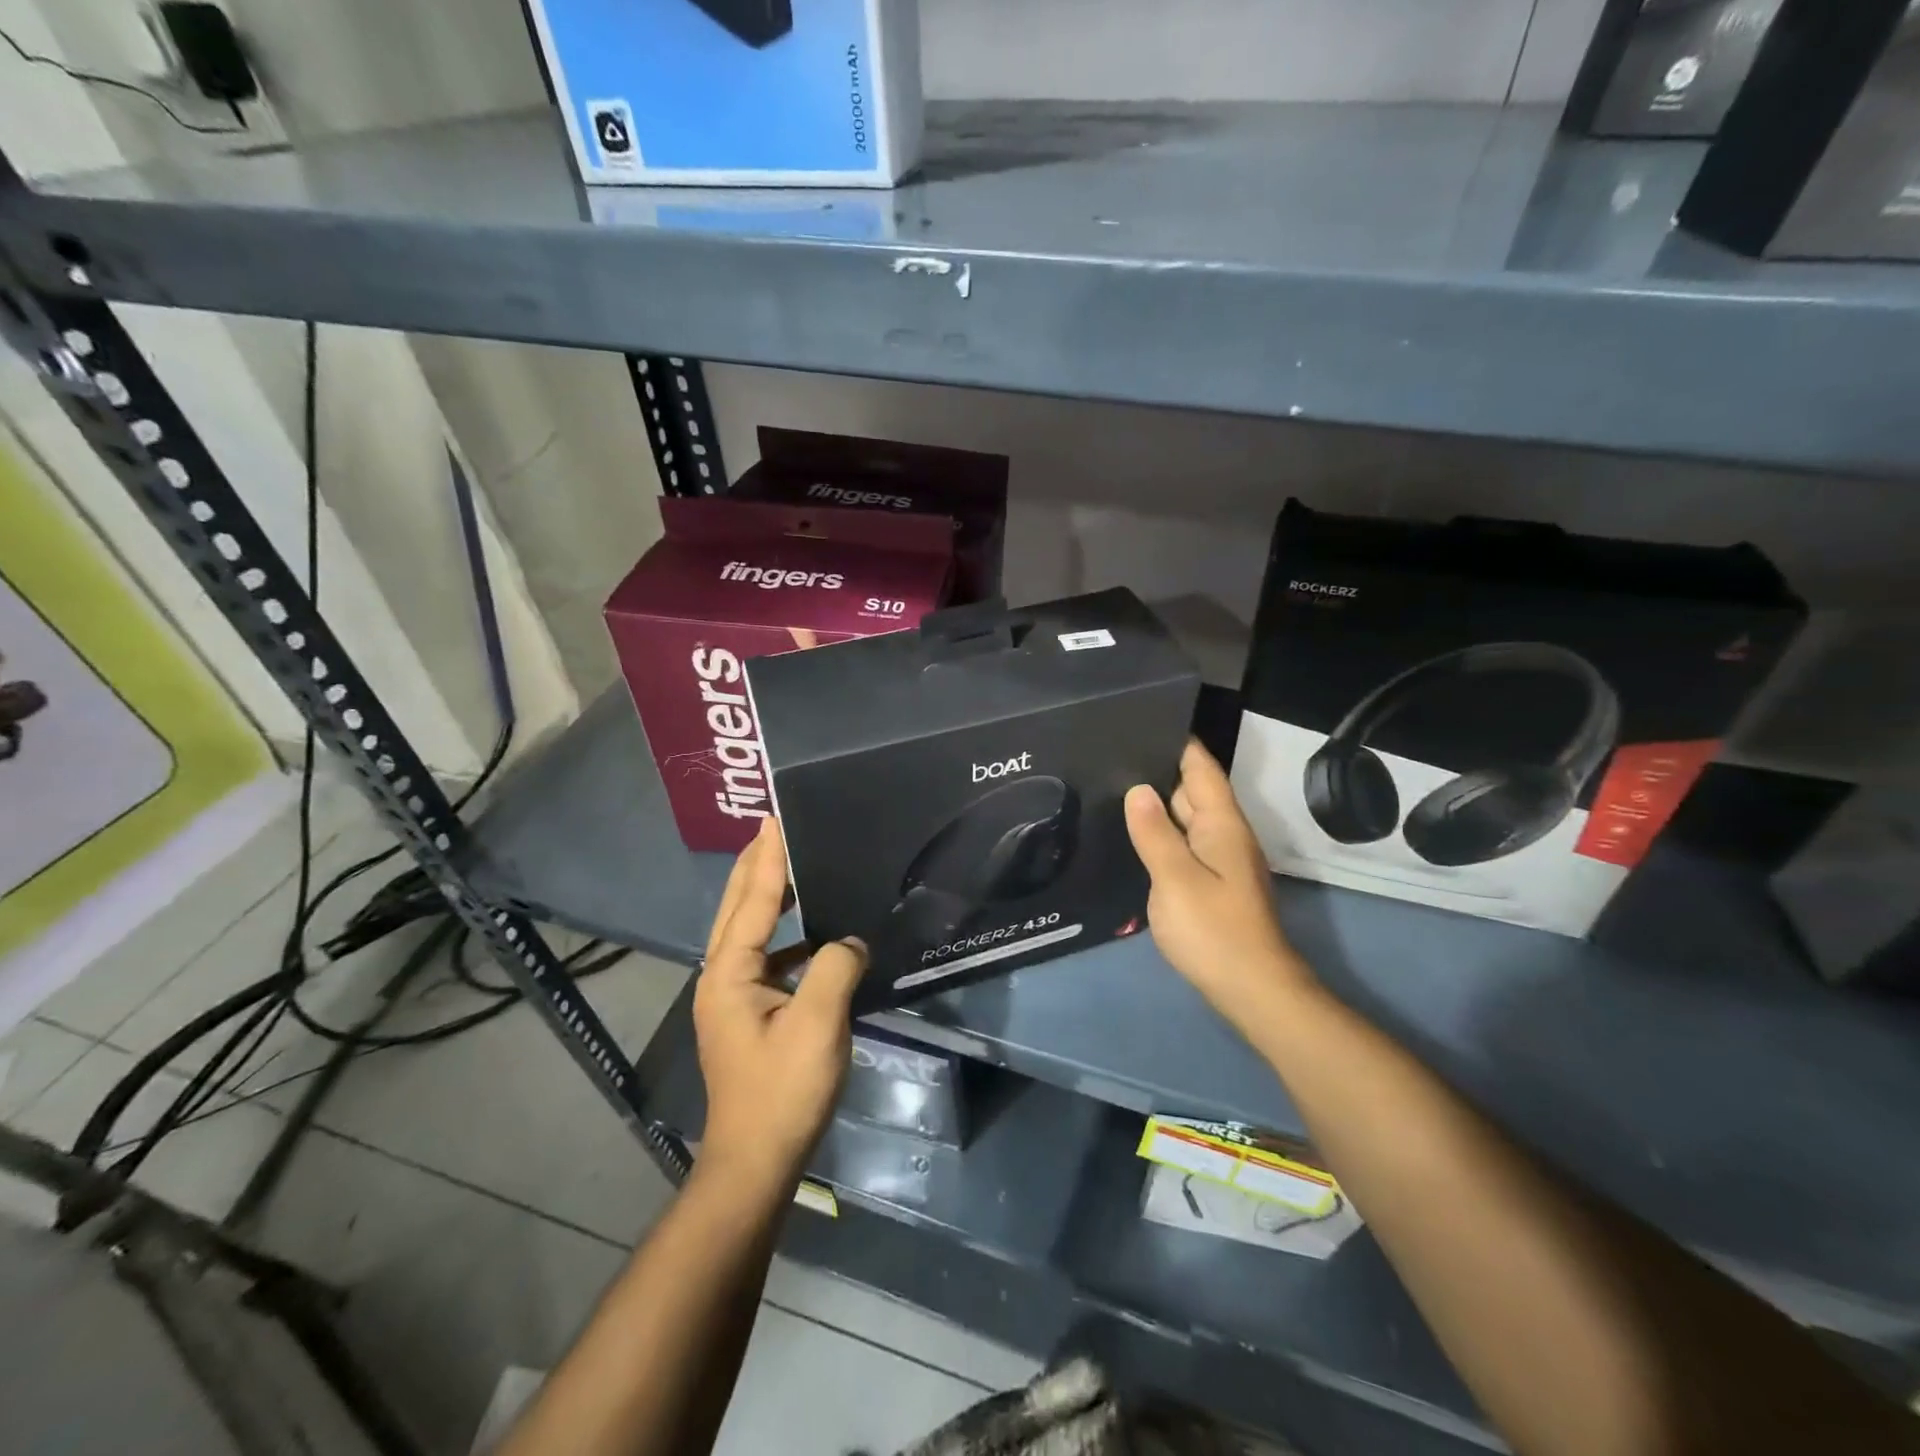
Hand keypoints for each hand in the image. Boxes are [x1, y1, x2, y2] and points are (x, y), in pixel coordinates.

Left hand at [694, 817, 865, 1192]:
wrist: (756, 1161)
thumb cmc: (783, 1091)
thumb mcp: (818, 1025)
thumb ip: (835, 968)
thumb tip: (850, 941)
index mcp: (730, 974)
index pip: (753, 902)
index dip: (768, 860)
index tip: (773, 819)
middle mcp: (722, 979)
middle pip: (738, 909)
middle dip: (755, 867)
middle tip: (771, 828)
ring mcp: (732, 999)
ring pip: (749, 933)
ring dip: (767, 897)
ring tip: (791, 867)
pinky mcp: (748, 1016)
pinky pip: (765, 957)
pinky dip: (783, 933)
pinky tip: (812, 935)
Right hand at [1125, 741, 1316, 1033]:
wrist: (1252, 988)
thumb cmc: (1214, 929)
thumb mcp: (1176, 878)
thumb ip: (1155, 832)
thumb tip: (1137, 789)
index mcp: (1221, 823)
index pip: (1201, 767)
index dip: (1178, 742)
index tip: (1144, 718)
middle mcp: (1224, 834)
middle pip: (1192, 789)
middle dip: (1158, 769)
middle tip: (1111, 751)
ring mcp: (1219, 859)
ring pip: (1186, 818)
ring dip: (1157, 802)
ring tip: (1112, 784)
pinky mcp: (1211, 882)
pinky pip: (1184, 843)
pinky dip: (1161, 832)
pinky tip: (1133, 833)